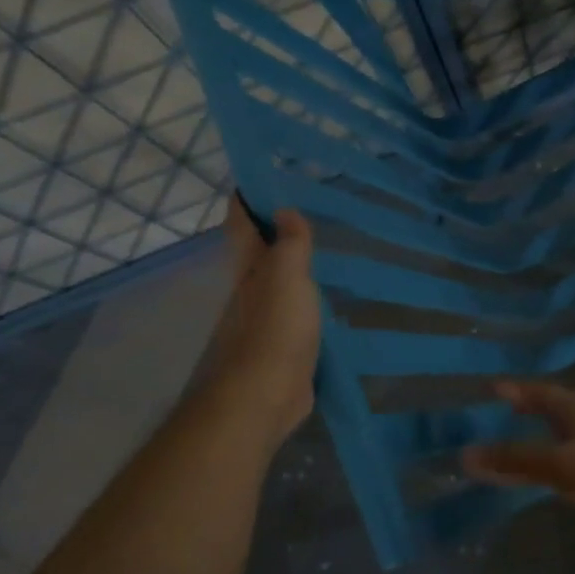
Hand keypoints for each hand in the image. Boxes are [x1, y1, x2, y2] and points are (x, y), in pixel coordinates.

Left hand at [194, 201, 319, 441]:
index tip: (263, 175)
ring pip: (279, 284)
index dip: (248, 199)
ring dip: (296, 268)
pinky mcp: (283, 348)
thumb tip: (285, 210)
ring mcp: (265, 322)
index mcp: (249, 270)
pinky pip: (297, 314)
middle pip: (260, 254)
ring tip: (328, 252)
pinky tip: (332, 302)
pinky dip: (310, 301)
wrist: (264, 398)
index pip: (242, 224)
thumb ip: (289, 244)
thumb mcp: (286, 278)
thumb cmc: (274, 331)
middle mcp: (251, 291)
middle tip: (311, 210)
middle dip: (277, 232)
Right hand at [462, 382, 574, 531]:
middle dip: (534, 407)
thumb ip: (518, 462)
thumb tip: (465, 453)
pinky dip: (570, 454)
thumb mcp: (562, 467)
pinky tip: (568, 469)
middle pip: (558, 406)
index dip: (517, 391)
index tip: (495, 387)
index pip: (539, 393)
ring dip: (553, 431)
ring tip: (534, 437)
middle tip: (511, 408)